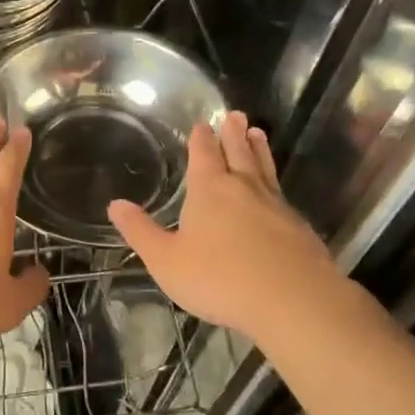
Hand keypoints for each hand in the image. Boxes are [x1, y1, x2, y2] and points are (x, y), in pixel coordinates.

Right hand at [108, 112, 345, 345]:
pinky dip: (275, 184)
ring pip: (264, 169)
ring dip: (259, 150)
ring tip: (258, 134)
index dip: (201, 138)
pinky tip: (277, 193)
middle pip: (238, 152)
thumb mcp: (166, 260)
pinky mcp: (298, 227)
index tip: (202, 124)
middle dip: (233, 134)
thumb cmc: (219, 278)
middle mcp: (244, 188)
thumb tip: (115, 204)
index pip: (204, 154)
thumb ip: (141, 232)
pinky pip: (282, 195)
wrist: (292, 300)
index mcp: (210, 190)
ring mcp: (276, 206)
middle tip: (236, 114)